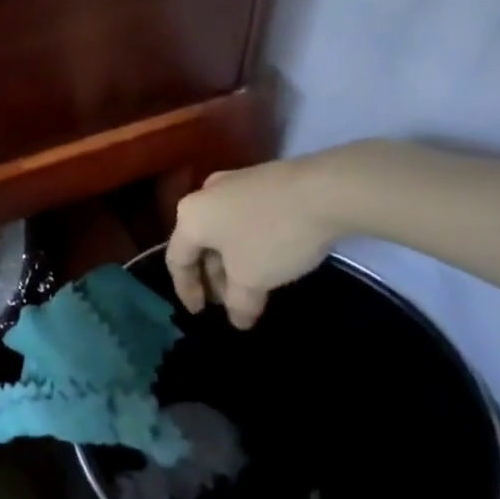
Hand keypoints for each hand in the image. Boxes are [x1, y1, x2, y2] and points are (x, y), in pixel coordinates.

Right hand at [165, 156, 347, 328]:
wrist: (323, 190)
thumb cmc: (272, 236)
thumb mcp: (252, 280)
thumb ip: (238, 303)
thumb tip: (238, 318)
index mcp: (190, 218)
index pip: (177, 259)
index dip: (186, 290)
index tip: (200, 314)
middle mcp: (204, 195)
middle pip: (200, 243)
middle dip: (212, 276)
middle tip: (227, 302)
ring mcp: (233, 184)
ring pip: (222, 230)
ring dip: (231, 260)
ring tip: (250, 284)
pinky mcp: (260, 180)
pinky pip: (242, 217)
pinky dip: (247, 242)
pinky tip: (268, 257)